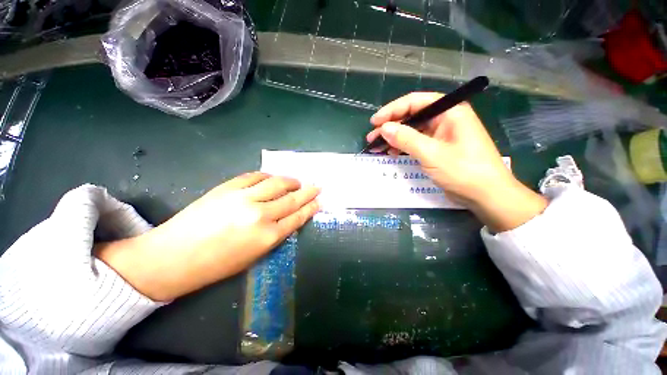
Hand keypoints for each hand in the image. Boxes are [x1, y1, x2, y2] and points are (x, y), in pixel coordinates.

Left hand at [96, 172, 319, 300]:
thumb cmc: (217, 264)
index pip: (297, 217)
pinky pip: (255, 176)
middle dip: (308, 192)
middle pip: (292, 199)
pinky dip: (268, 176)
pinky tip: (272, 178)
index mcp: (268, 237)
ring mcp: (244, 198)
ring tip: (297, 181)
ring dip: (291, 181)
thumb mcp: (254, 255)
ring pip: (277, 183)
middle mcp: (260, 215)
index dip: (310, 208)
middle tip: (317, 186)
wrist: (174, 257)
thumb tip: (289, 217)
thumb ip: (275, 234)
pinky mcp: (228, 188)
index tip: (319, 201)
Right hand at [366, 92, 546, 231]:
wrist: (486, 195)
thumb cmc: (463, 171)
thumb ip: (406, 139)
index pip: (415, 102)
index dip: (392, 110)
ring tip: (377, 146)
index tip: (375, 122)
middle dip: (390, 126)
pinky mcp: (438, 148)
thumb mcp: (431, 154)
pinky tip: (391, 152)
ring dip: (394, 138)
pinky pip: (416, 142)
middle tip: (372, 137)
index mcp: (449, 111)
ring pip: (412, 130)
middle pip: (412, 116)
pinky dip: (402, 147)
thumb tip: (383, 128)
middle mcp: (445, 119)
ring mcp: (441, 134)